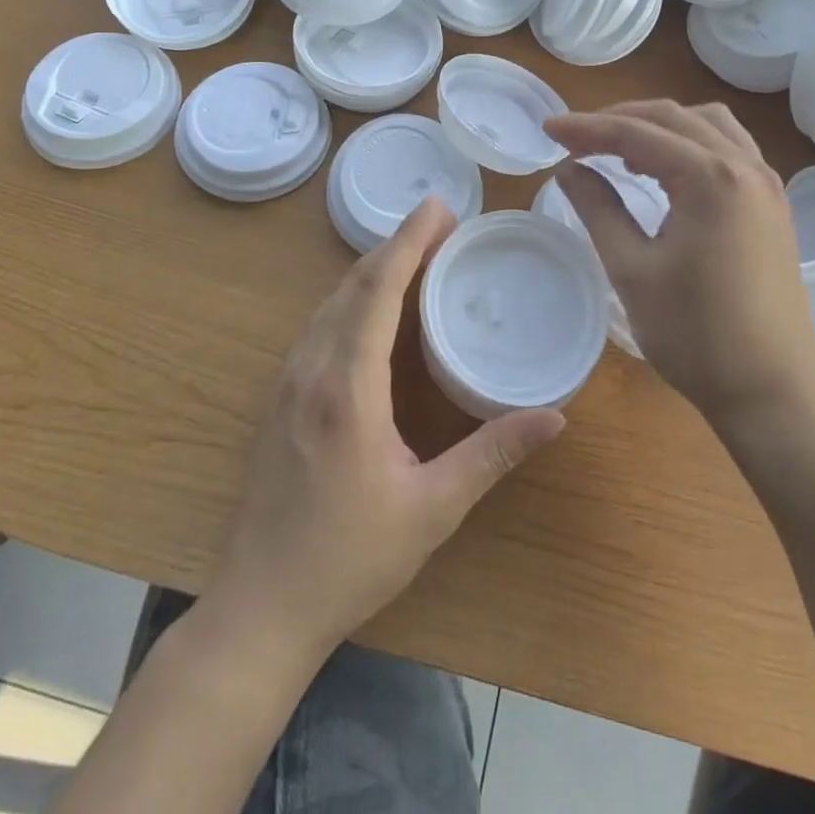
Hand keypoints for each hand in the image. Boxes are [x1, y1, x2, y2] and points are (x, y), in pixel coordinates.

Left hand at [204, 196, 565, 662]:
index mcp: (348, 387)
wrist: (259, 608)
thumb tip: (554, 416)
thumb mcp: (432, 509)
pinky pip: (317, 326)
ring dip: (371, 270)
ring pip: (330, 303)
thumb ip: (492, 454)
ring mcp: (287, 383)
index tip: (438, 206)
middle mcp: (311, 370)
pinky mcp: (279, 399)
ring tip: (414, 255)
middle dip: (396, 246)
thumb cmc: (349, 559)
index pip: (379, 292)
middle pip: (352, 285)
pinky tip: (371, 309)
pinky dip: (351, 299)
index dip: (409, 242)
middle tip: (440, 224)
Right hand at [543, 101, 814, 432]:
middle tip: (574, 138)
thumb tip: (569, 170)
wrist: (772, 392)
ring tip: (618, 150)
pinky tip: (665, 170)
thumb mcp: (632, 269)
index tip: (548, 129)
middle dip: (618, 120)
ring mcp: (766, 184)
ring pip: (706, 125)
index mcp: (710, 177)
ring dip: (658, 126)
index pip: (636, 133)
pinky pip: (728, 148)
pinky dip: (689, 143)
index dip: (587, 128)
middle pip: (672, 118)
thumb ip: (598, 208)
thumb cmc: (695, 335)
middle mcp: (745, 166)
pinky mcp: (772, 204)